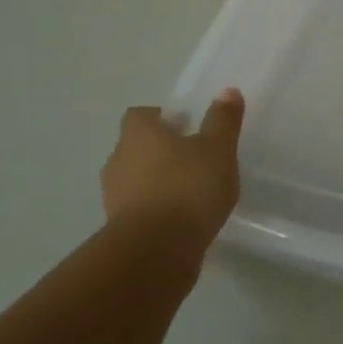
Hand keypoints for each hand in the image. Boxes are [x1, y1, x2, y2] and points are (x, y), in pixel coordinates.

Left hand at [100, 89, 244, 256]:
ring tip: (191, 192)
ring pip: (136, 179)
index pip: (140, 115)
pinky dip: (156, 210)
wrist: (156, 252)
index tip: (186, 126)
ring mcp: (114, 197)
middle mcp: (118, 160)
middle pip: (137, 147)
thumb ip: (223, 120)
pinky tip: (182, 219)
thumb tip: (228, 91)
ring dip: (157, 182)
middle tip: (193, 158)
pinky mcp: (118, 229)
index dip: (161, 117)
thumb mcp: (218, 149)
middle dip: (161, 150)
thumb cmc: (188, 187)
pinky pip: (139, 209)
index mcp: (138, 134)